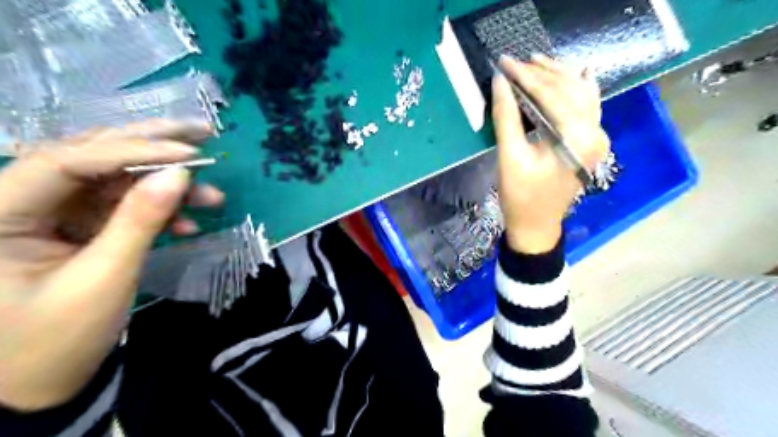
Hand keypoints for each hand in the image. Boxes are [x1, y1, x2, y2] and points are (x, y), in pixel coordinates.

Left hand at [0, 120, 225, 409]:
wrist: (39, 384)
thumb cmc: (56, 340)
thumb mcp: (105, 278)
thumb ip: (141, 221)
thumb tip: (180, 174)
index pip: (68, 160)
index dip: (134, 151)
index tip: (191, 155)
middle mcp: (17, 200)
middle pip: (90, 154)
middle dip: (151, 143)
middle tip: (202, 132)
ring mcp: (51, 212)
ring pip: (115, 179)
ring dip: (166, 186)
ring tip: (212, 195)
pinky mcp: (76, 225)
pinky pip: (122, 205)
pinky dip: (159, 211)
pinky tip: (187, 225)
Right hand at [492, 55, 613, 253]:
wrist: (537, 225)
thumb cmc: (520, 195)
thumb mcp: (509, 157)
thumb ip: (507, 117)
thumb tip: (501, 82)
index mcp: (575, 137)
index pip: (550, 94)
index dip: (525, 76)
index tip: (504, 63)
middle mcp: (595, 132)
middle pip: (568, 90)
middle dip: (540, 73)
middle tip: (514, 61)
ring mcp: (598, 137)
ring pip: (581, 94)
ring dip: (559, 76)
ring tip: (536, 62)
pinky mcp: (592, 143)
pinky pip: (589, 107)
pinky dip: (578, 89)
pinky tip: (576, 74)